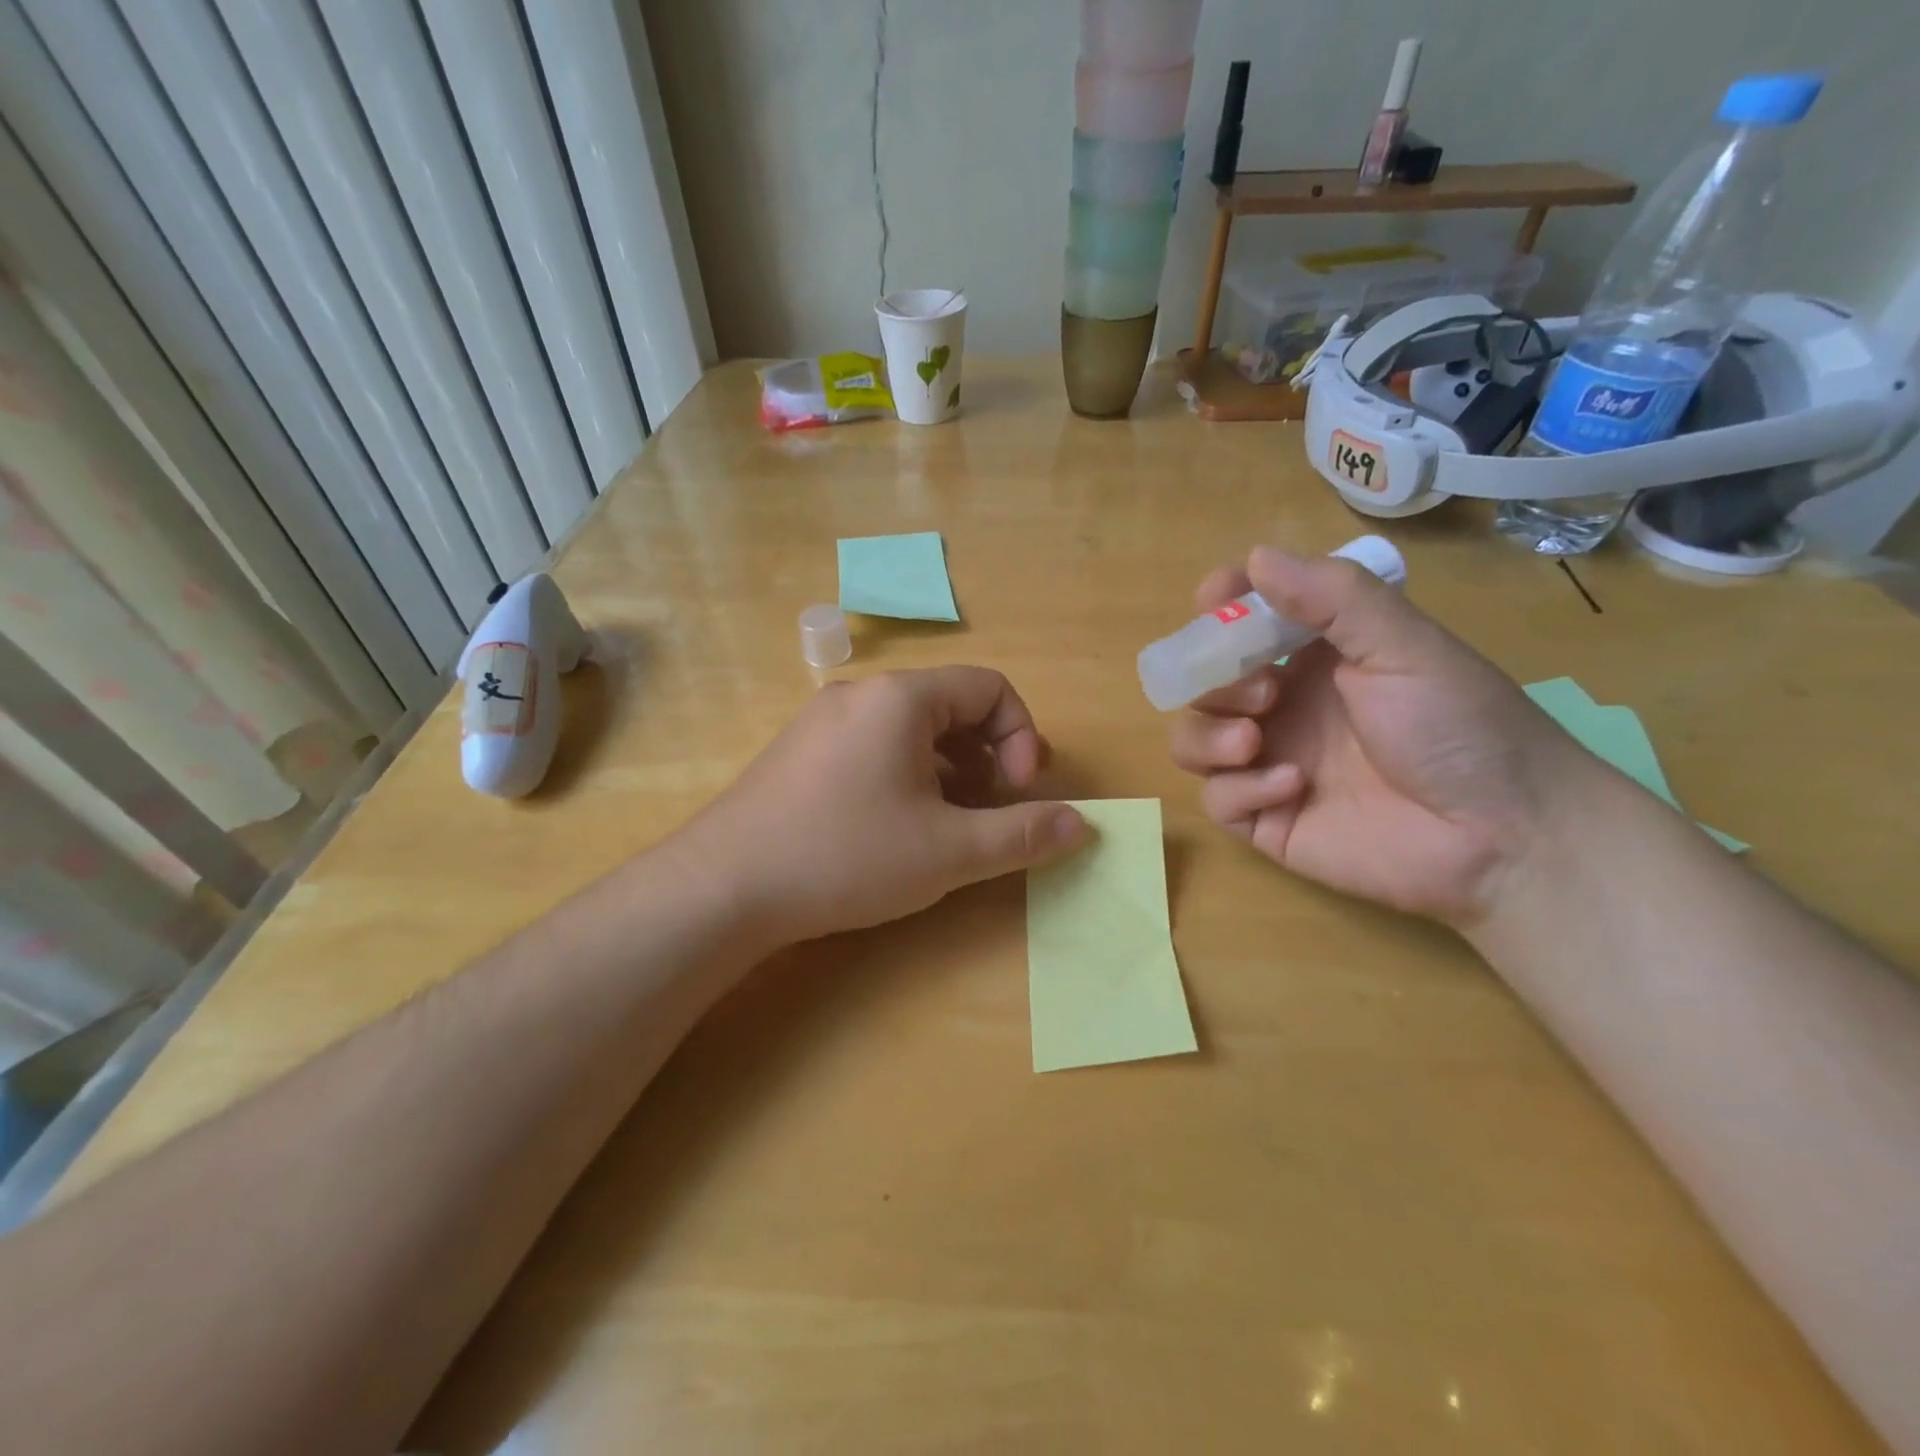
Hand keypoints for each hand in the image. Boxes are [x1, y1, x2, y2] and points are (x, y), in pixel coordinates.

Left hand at [680, 667, 1087, 944]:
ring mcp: (824, 722)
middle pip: (951, 705)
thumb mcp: (949, 851)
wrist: (723, 887)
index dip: (1020, 736)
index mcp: (901, 698)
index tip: (1016, 793)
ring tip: (950, 825)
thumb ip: (1022, 834)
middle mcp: (861, 695)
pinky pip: (874, 747)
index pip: (990, 686)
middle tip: (991, 810)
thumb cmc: (846, 856)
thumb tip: (1083, 823)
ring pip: (912, 730)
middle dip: (988, 755)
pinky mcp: (800, 753)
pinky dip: (908, 776)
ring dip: (949, 770)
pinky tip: (899, 828)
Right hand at [1168, 546, 1593, 926]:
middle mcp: (1282, 709)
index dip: (1219, 608)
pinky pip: (1217, 799)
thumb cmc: (1461, 728)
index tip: (1214, 600)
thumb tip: (1255, 556)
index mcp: (1312, 661)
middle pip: (1203, 683)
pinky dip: (1240, 788)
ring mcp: (1269, 765)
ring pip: (1191, 740)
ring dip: (1207, 734)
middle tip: (1263, 691)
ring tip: (1253, 740)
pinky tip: (1293, 787)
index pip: (1242, 624)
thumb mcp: (1406, 647)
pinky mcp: (1266, 821)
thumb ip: (1334, 597)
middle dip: (1213, 680)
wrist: (1503, 836)